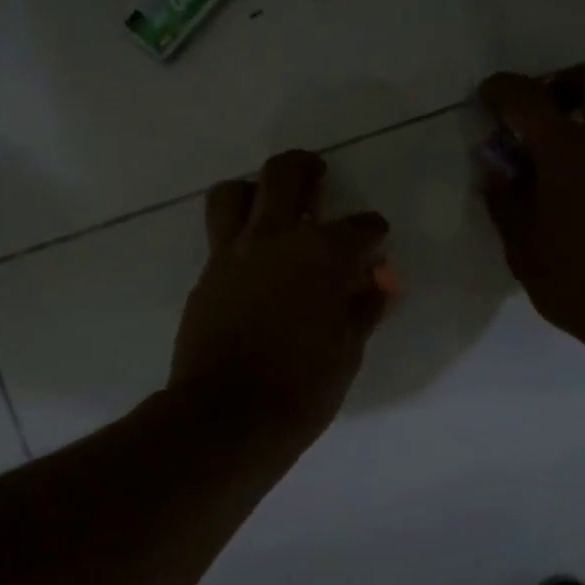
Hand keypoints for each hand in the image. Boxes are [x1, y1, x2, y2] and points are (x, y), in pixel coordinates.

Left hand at [171, 150, 391, 441]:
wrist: (227, 416)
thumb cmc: (302, 389)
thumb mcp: (348, 351)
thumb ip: (364, 308)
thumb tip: (378, 283)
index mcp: (322, 254)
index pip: (359, 226)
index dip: (373, 231)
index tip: (375, 243)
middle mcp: (275, 238)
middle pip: (284, 174)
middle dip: (305, 168)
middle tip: (316, 176)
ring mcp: (232, 254)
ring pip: (234, 192)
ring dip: (255, 191)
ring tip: (269, 208)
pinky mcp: (206, 275)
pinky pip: (220, 236)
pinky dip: (238, 236)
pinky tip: (253, 263)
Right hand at [477, 66, 584, 361]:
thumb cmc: (582, 285)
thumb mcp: (524, 252)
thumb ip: (506, 203)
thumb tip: (497, 171)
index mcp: (569, 152)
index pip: (528, 98)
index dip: (503, 90)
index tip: (488, 96)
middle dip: (565, 85)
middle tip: (544, 115)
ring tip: (566, 190)